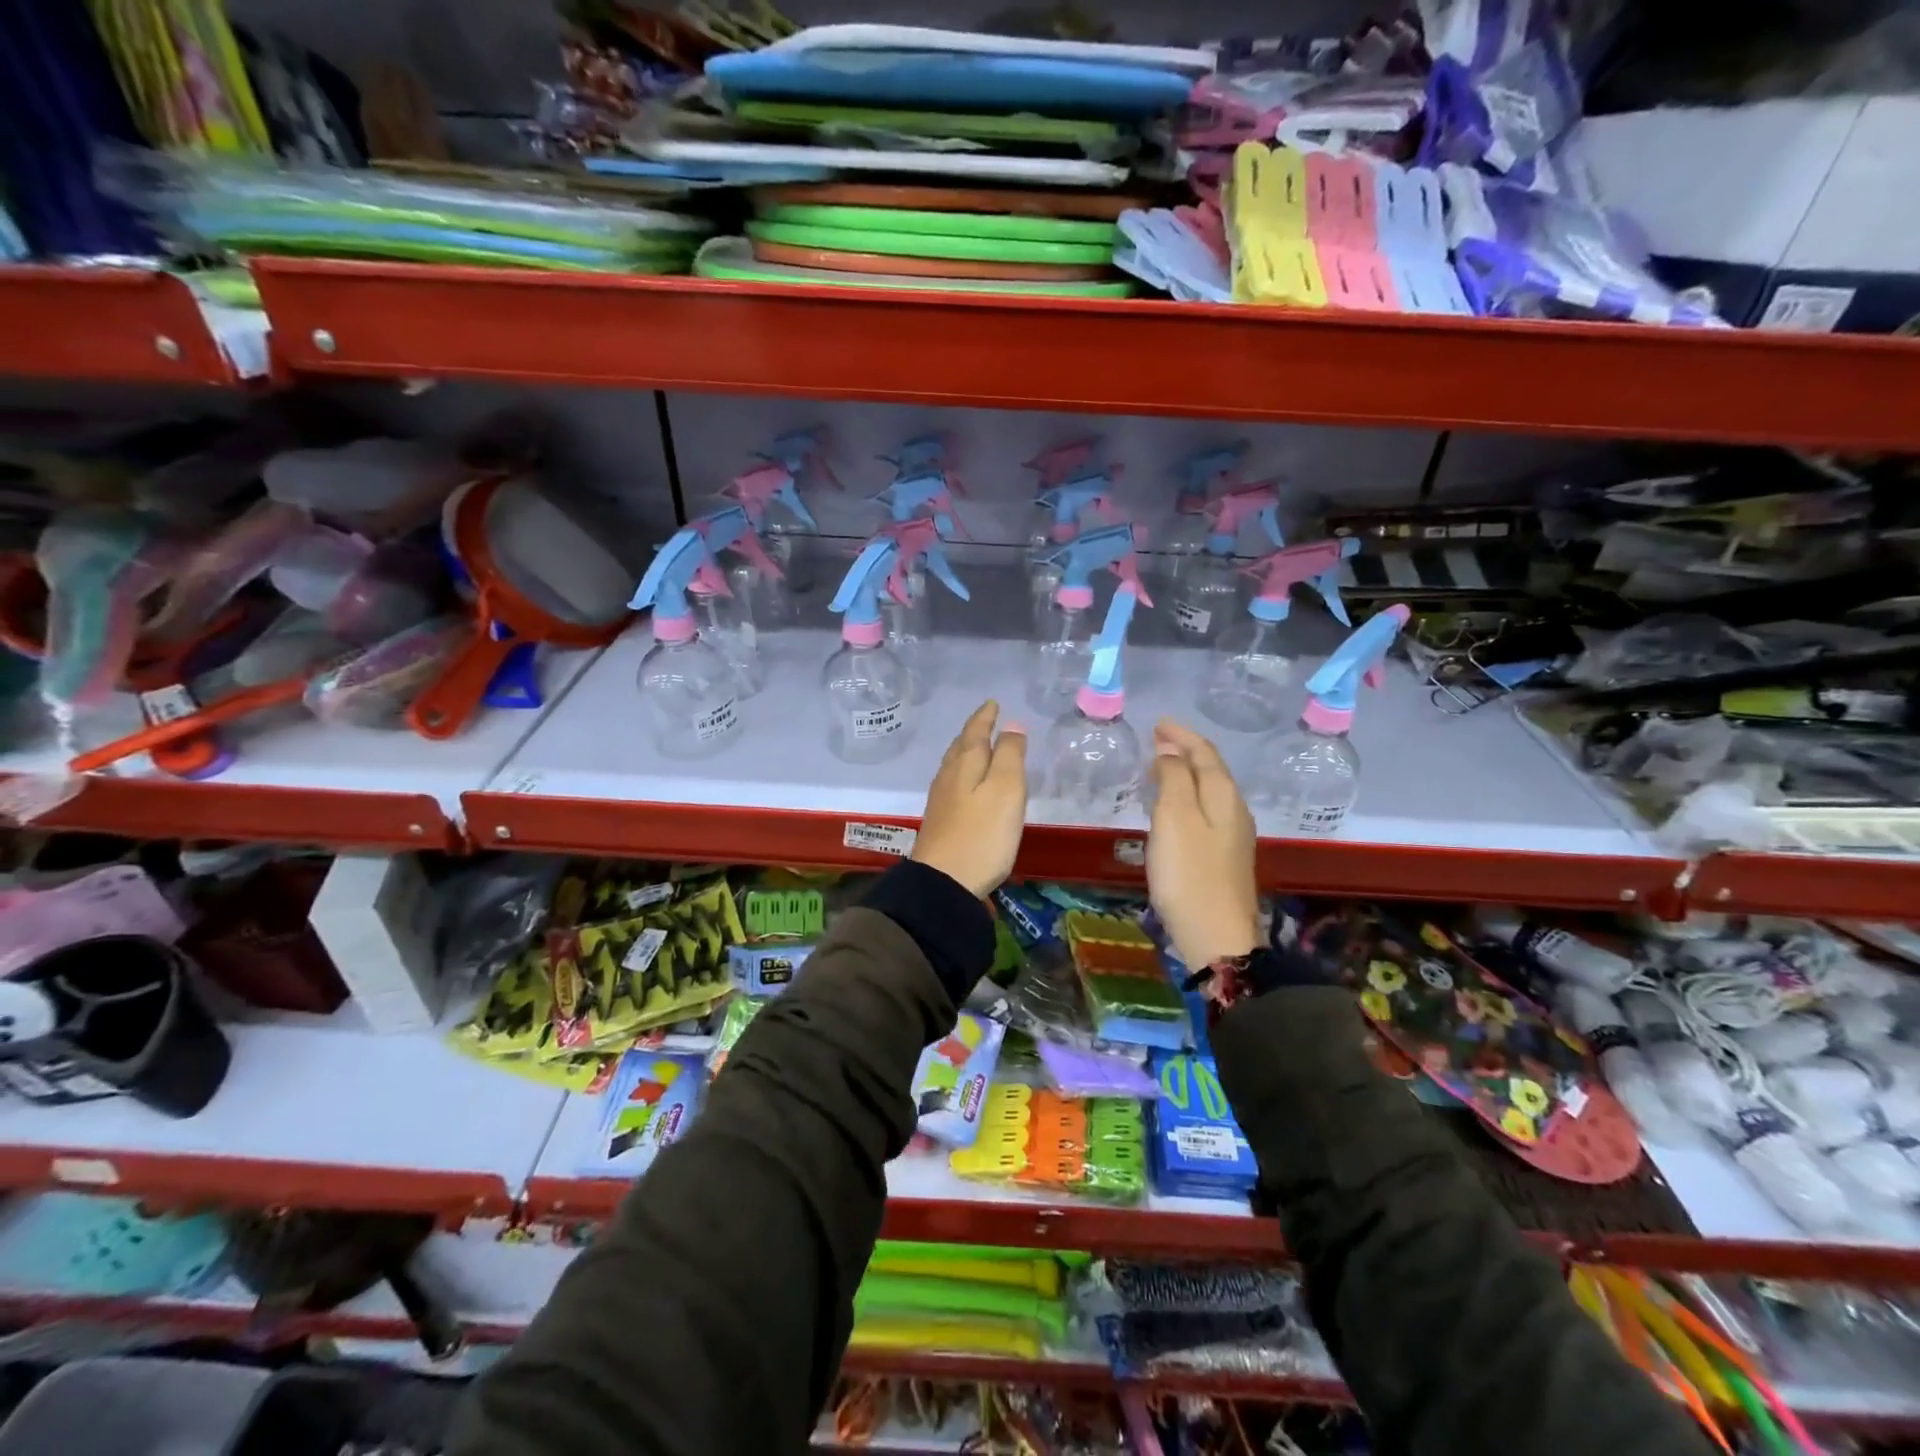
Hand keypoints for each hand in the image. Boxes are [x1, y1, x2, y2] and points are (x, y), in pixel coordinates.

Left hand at [913, 701, 1028, 896]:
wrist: (945, 882)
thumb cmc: (983, 833)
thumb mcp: (1006, 789)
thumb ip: (1010, 755)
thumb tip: (1012, 725)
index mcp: (966, 763)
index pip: (975, 731)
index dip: (985, 716)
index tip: (992, 703)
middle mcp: (949, 776)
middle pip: (961, 746)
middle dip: (974, 732)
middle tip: (985, 721)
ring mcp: (941, 800)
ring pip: (954, 765)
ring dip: (967, 751)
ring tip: (977, 747)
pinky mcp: (940, 821)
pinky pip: (953, 784)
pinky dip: (963, 773)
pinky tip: (967, 785)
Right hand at [1147, 719, 1261, 970]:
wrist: (1217, 938)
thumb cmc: (1189, 874)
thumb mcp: (1174, 819)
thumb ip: (1172, 780)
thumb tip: (1169, 753)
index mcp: (1224, 796)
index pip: (1205, 753)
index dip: (1181, 735)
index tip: (1158, 723)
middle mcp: (1235, 811)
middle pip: (1211, 770)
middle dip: (1185, 752)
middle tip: (1156, 742)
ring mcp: (1233, 837)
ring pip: (1209, 792)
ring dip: (1186, 775)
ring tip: (1160, 769)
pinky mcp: (1225, 859)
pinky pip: (1206, 812)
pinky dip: (1188, 798)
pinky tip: (1174, 809)